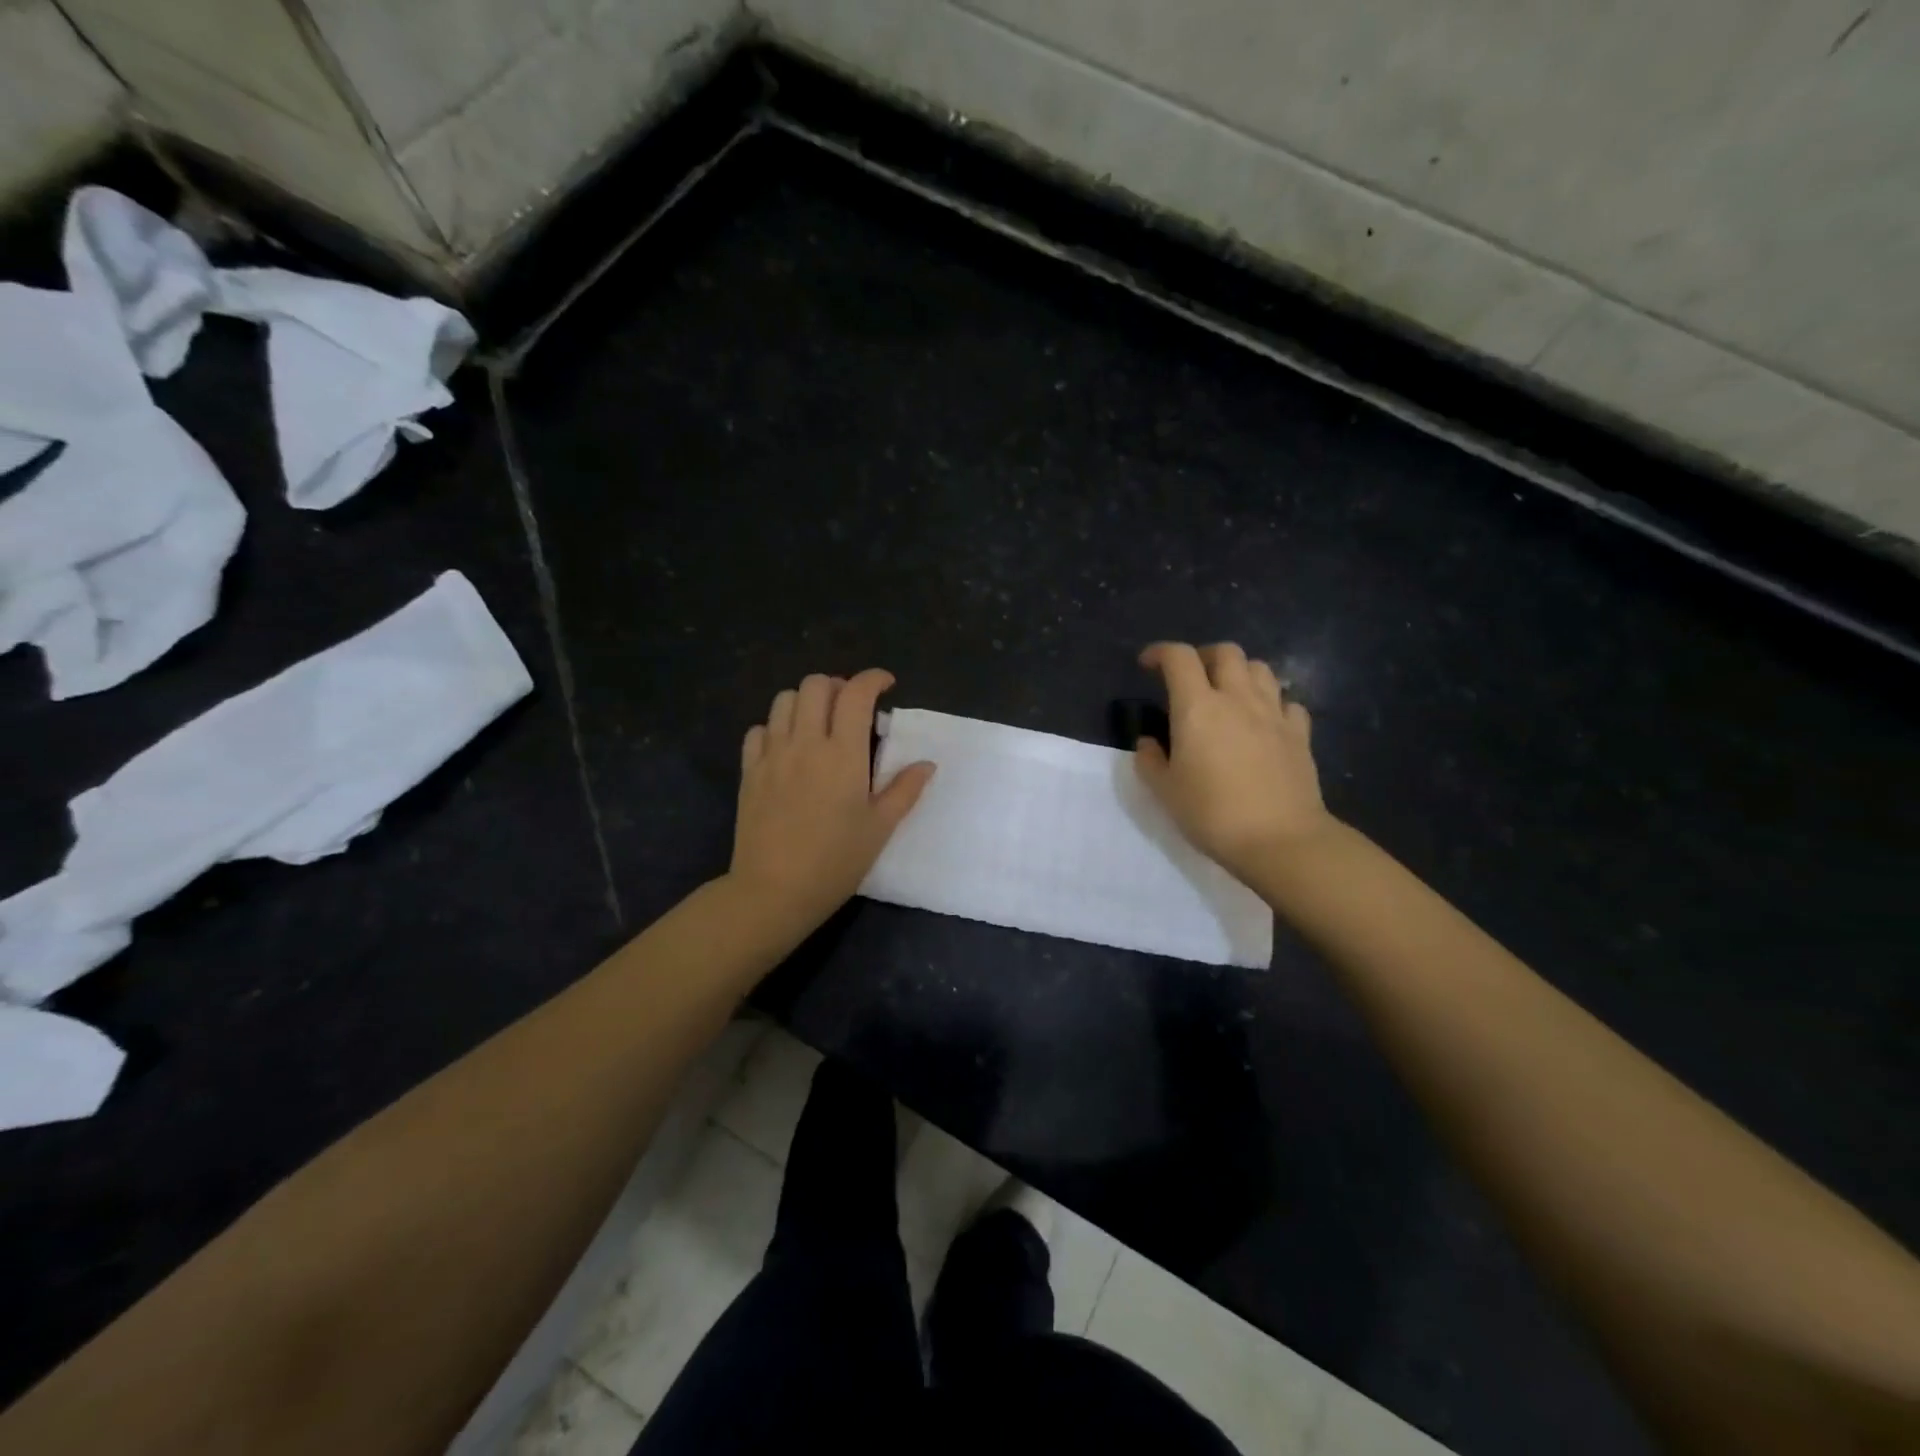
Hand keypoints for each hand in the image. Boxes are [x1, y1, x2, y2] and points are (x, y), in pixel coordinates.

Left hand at [728, 669, 934, 937]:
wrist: (774, 891)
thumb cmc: (835, 861)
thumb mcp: (880, 828)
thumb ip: (905, 790)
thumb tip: (926, 763)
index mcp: (843, 754)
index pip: (857, 694)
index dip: (873, 679)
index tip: (886, 685)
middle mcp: (805, 743)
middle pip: (816, 685)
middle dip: (838, 685)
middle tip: (852, 707)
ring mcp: (772, 755)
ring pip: (784, 700)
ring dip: (806, 701)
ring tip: (820, 723)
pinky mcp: (749, 771)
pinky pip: (758, 730)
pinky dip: (776, 727)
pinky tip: (787, 747)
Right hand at [1134, 641, 1333, 879]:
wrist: (1280, 839)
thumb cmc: (1212, 814)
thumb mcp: (1165, 792)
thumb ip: (1151, 761)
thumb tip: (1149, 743)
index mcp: (1197, 707)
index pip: (1178, 658)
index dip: (1160, 652)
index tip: (1148, 664)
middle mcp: (1237, 699)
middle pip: (1226, 652)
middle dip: (1204, 656)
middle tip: (1191, 677)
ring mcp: (1274, 714)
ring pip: (1260, 669)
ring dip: (1240, 672)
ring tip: (1229, 694)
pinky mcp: (1300, 734)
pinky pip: (1287, 702)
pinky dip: (1272, 702)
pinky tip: (1264, 721)